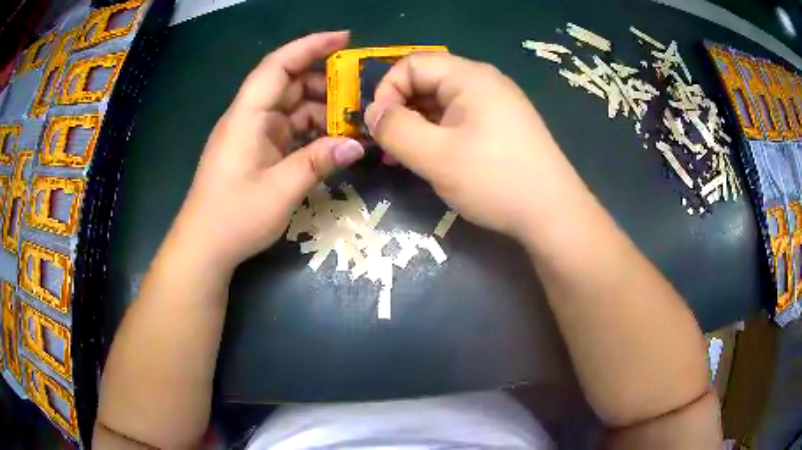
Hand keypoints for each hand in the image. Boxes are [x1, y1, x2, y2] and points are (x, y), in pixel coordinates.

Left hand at [175, 31, 364, 269]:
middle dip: (324, 82)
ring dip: (320, 110)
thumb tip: (358, 144)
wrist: (204, 247)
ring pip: (291, 108)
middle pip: (288, 83)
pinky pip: (288, 130)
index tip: (344, 38)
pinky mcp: (256, 151)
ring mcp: (253, 134)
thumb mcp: (281, 190)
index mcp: (247, 116)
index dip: (310, 46)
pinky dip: (310, 131)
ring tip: (352, 121)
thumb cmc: (234, 216)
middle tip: (359, 92)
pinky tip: (331, 141)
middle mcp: (249, 117)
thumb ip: (319, 162)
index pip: (278, 65)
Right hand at [365, 53, 586, 239]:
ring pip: (441, 102)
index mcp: (469, 77)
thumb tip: (373, 113)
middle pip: (426, 81)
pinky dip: (437, 134)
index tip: (378, 126)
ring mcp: (496, 104)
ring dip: (416, 125)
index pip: (412, 64)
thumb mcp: (436, 156)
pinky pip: (459, 119)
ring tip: (402, 158)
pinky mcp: (502, 126)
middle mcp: (484, 82)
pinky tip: (431, 159)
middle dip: (399, 109)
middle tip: (386, 146)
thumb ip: (396, 129)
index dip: (386, 90)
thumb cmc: (495, 180)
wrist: (553, 214)